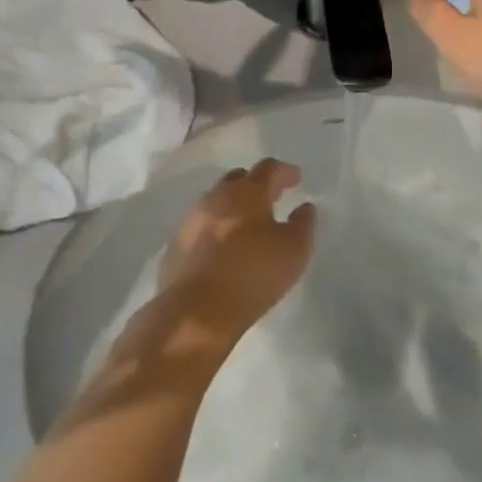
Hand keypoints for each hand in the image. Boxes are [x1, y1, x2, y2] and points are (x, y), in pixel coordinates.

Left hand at [152, 159, 315, 354]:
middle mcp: (217, 197)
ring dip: (233, 207)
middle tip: (272, 197)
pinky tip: (223, 248)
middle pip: (238, 179)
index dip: (284, 171)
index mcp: (247, 192)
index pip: (268, 169)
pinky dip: (215, 229)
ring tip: (247, 224)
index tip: (296, 179)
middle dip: (256, 184)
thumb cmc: (252, 275)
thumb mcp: (294, 250)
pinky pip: (201, 227)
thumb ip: (303, 224)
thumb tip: (305, 207)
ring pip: (216, 202)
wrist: (195, 312)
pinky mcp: (176, 245)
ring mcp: (192, 219)